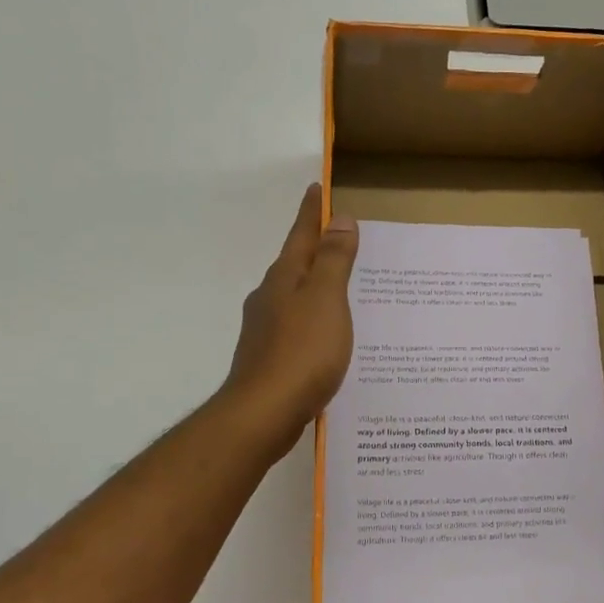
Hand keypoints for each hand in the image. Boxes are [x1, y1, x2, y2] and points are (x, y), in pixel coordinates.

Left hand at [217, 184, 358, 460]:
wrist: (263, 413)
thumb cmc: (302, 352)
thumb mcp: (326, 300)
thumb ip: (334, 260)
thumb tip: (339, 219)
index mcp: (285, 279)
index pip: (302, 235)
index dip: (312, 213)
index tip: (316, 189)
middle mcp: (270, 298)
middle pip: (295, 265)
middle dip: (314, 249)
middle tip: (338, 237)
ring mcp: (266, 330)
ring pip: (294, 297)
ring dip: (314, 286)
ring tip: (340, 287)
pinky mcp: (270, 358)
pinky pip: (297, 326)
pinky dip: (313, 319)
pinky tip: (326, 335)